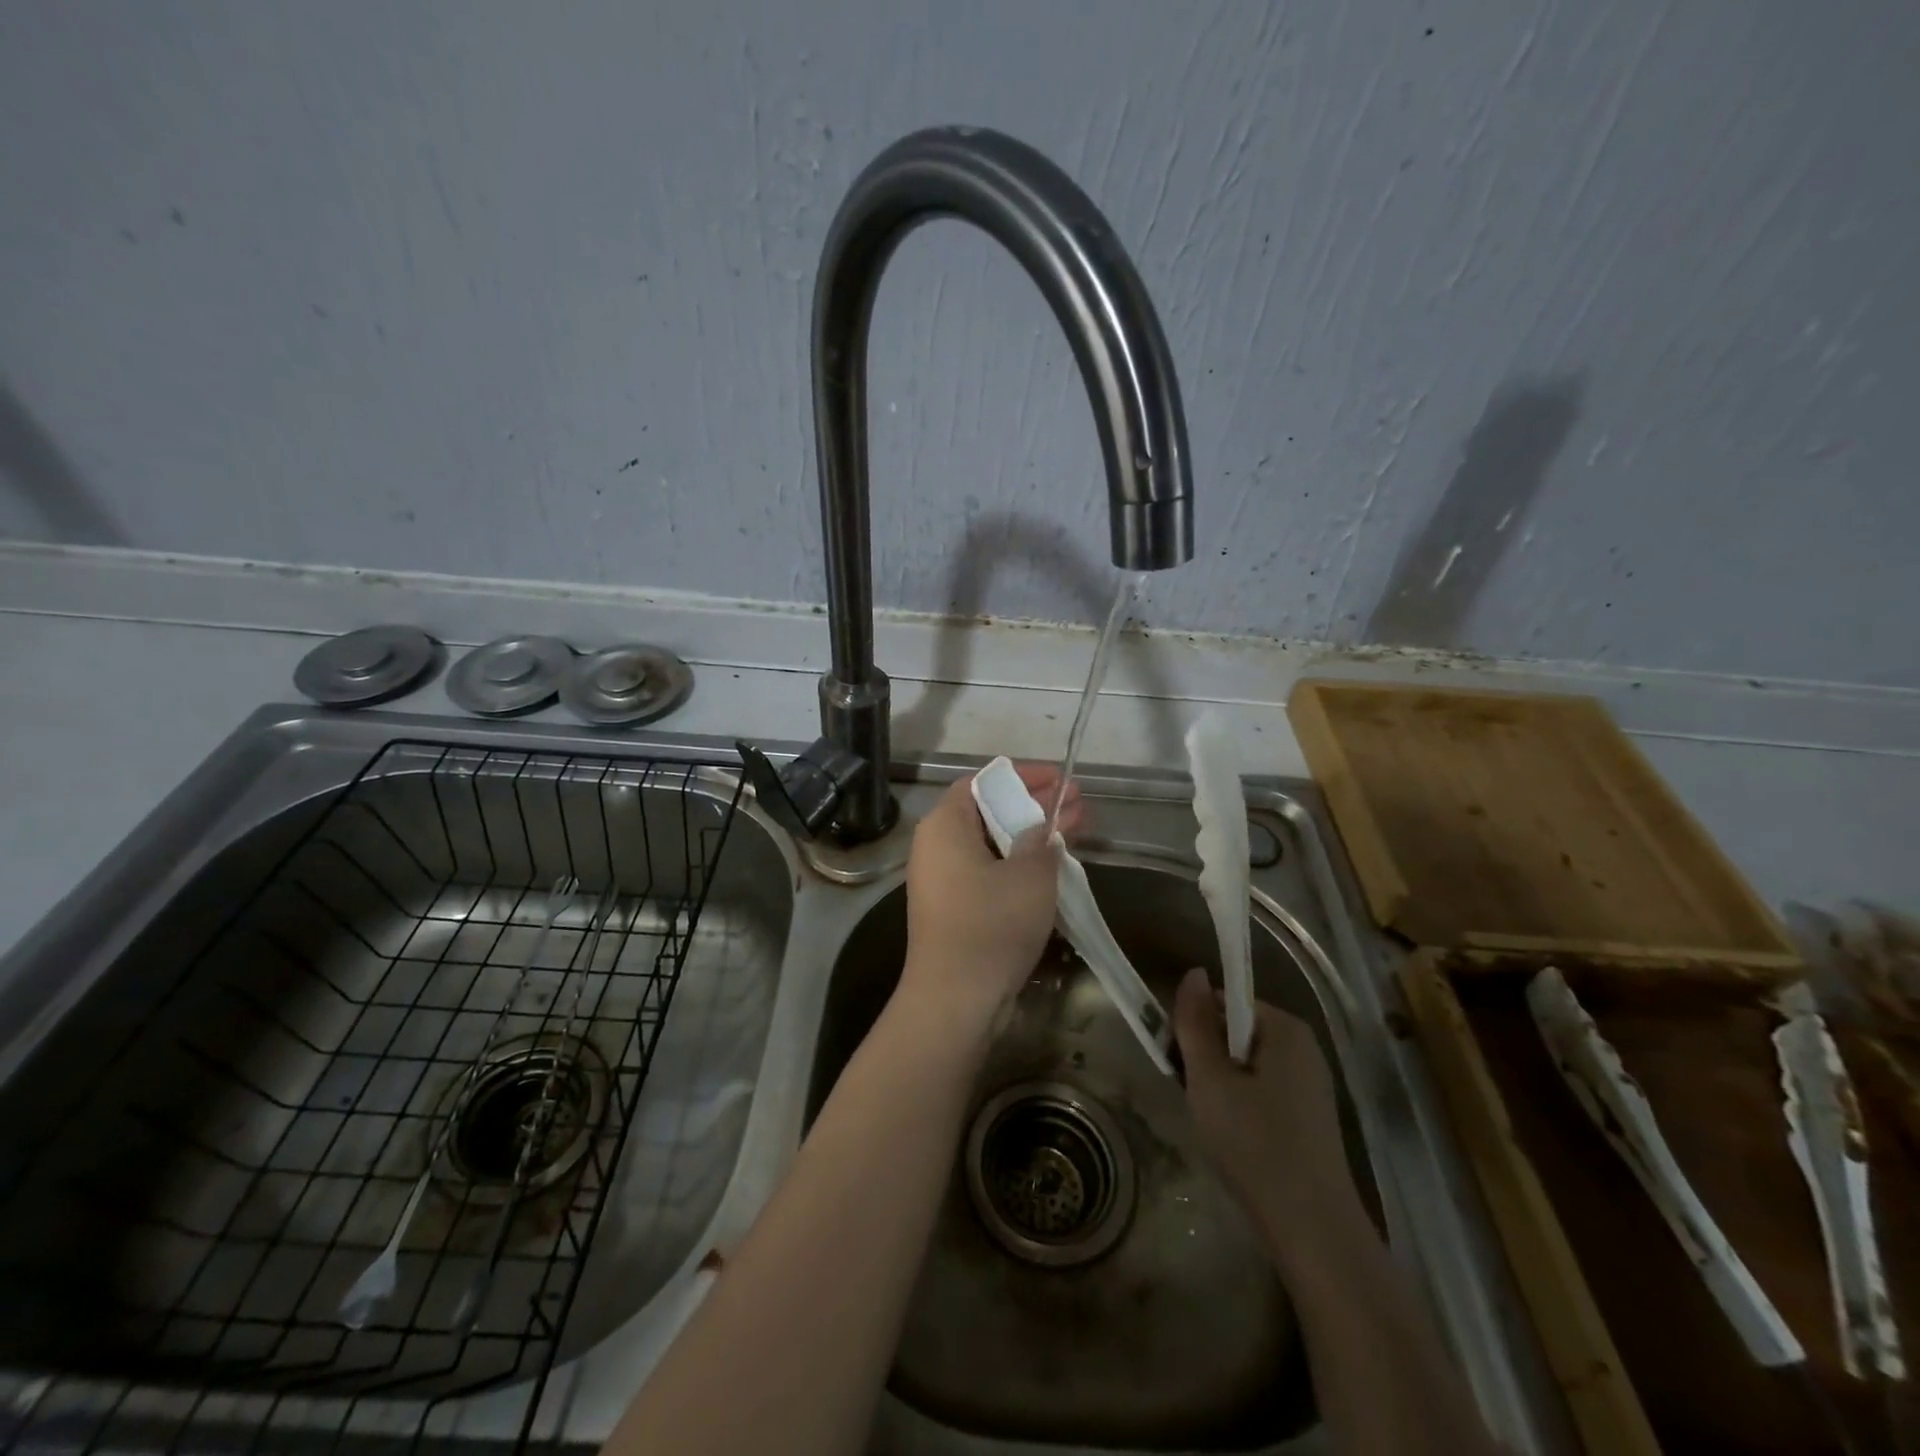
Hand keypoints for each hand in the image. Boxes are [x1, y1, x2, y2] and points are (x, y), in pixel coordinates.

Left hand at [897, 764, 1083, 1029]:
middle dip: (1036, 805)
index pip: (984, 781)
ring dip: (1033, 834)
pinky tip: (1053, 863)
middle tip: (1078, 801)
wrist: (956, 999)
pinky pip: (989, 870)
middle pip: (990, 810)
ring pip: (993, 843)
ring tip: (1077, 826)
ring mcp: (943, 879)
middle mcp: (937, 845)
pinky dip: (1019, 862)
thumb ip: (1042, 840)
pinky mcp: (954, 907)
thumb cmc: (991, 924)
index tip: (1060, 778)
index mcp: (945, 824)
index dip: (1024, 776)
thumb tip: (1042, 830)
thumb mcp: (1030, 875)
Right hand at [1173, 967, 1359, 1255]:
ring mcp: (1311, 1083)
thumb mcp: (1209, 1080)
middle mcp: (1303, 1047)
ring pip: (1246, 1065)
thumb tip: (1193, 972)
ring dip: (1221, 1084)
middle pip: (1235, 1032)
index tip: (1179, 1062)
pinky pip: (1263, 1090)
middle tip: (1194, 1095)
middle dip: (1208, 1058)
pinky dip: (1242, 1105)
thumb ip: (1195, 1024)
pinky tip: (1234, 1139)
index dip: (1194, 1027)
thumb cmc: (1254, 1145)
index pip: (1224, 1003)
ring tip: (1212, 1120)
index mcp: (1284, 1028)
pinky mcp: (1310, 1116)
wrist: (1313, 1230)